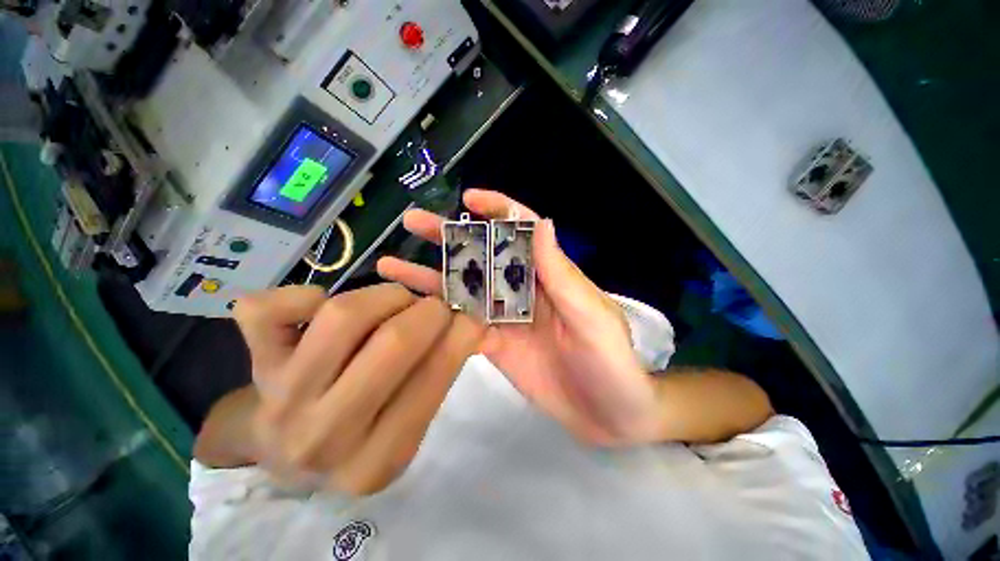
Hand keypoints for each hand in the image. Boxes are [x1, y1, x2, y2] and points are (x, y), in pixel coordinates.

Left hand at [233, 284, 484, 494]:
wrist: (281, 450)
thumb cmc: (359, 433)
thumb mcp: (407, 421)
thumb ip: (443, 372)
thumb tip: (483, 328)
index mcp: (378, 459)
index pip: (432, 378)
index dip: (459, 334)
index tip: (470, 315)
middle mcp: (325, 435)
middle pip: (392, 341)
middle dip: (429, 311)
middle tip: (435, 306)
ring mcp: (281, 398)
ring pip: (343, 315)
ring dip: (386, 295)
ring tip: (395, 302)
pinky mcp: (252, 363)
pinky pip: (268, 310)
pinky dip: (302, 294)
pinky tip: (320, 306)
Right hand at [378, 190, 661, 445]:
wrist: (610, 413)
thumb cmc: (611, 361)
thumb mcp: (590, 314)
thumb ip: (561, 272)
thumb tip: (540, 221)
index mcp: (548, 274)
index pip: (521, 230)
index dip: (497, 210)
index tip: (468, 199)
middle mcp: (523, 289)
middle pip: (483, 255)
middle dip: (450, 237)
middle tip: (413, 222)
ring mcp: (505, 317)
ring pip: (464, 289)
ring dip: (431, 276)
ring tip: (392, 266)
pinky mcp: (494, 345)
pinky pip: (461, 325)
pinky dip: (438, 316)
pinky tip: (410, 309)